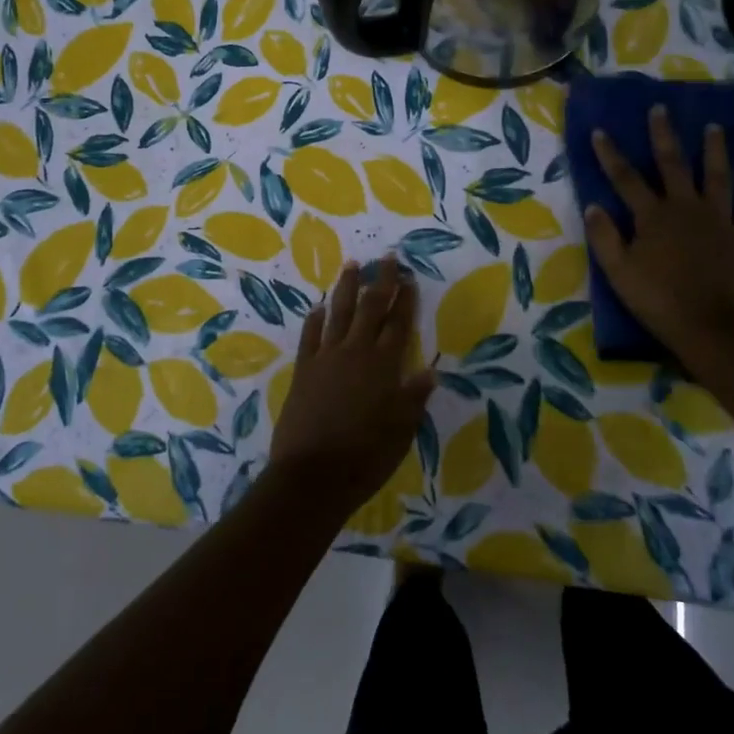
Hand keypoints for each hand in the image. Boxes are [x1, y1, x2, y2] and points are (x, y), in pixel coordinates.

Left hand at [269, 255, 436, 514]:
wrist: (312, 474)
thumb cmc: (365, 456)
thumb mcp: (401, 431)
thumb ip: (414, 398)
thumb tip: (430, 371)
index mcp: (384, 366)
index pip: (398, 324)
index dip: (405, 299)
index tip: (409, 277)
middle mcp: (356, 352)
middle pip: (370, 308)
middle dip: (380, 281)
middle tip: (386, 258)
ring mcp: (326, 358)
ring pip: (338, 313)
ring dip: (346, 288)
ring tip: (352, 265)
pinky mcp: (303, 369)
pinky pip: (310, 336)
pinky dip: (315, 319)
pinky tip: (318, 307)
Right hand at [584, 109, 733, 352]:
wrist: (709, 326)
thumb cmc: (657, 298)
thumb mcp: (617, 271)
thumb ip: (604, 236)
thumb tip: (594, 206)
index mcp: (653, 216)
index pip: (626, 178)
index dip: (611, 154)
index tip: (600, 131)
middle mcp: (686, 209)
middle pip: (674, 165)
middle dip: (664, 136)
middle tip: (661, 109)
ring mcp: (718, 222)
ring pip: (718, 178)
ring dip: (715, 151)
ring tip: (715, 128)